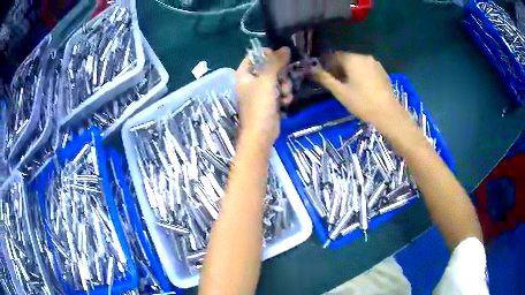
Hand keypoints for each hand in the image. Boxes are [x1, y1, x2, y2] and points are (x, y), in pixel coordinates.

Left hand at [235, 47, 291, 145]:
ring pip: (276, 80)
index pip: (252, 57)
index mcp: (244, 75)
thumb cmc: (259, 105)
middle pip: (268, 68)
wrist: (261, 134)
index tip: (278, 57)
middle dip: (280, 73)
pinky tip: (286, 102)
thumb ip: (275, 62)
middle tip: (284, 77)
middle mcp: (250, 82)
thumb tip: (285, 48)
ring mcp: (260, 93)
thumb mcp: (267, 80)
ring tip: (285, 94)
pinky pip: (279, 92)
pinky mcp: (269, 102)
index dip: (265, 54)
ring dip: (284, 85)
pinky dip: (284, 96)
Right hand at [314, 52, 407, 129]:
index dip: (327, 65)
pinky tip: (362, 87)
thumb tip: (311, 70)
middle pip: (346, 59)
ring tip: (349, 87)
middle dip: (339, 68)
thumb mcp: (340, 92)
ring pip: (357, 64)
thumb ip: (325, 79)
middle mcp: (364, 57)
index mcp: (352, 59)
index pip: (334, 56)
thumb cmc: (362, 102)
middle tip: (336, 84)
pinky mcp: (382, 71)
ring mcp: (375, 63)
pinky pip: (367, 68)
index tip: (325, 77)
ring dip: (350, 71)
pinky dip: (361, 74)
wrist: (388, 113)